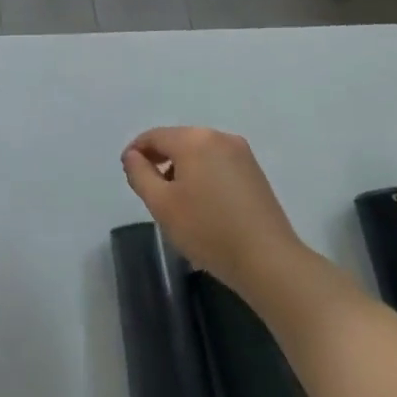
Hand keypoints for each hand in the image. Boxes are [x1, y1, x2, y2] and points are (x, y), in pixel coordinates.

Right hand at [121, 126, 303, 295]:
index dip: (136, 152)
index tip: (128, 173)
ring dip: (182, 169)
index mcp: (193, 140)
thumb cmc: (208, 230)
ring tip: (176, 201)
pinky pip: (217, 164)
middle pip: (178, 141)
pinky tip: (202, 204)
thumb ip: (139, 174)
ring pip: (199, 153)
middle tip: (150, 190)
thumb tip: (133, 156)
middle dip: (160, 160)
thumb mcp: (161, 204)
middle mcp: (219, 137)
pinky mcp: (255, 171)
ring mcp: (241, 153)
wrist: (269, 260)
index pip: (154, 136)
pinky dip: (203, 175)